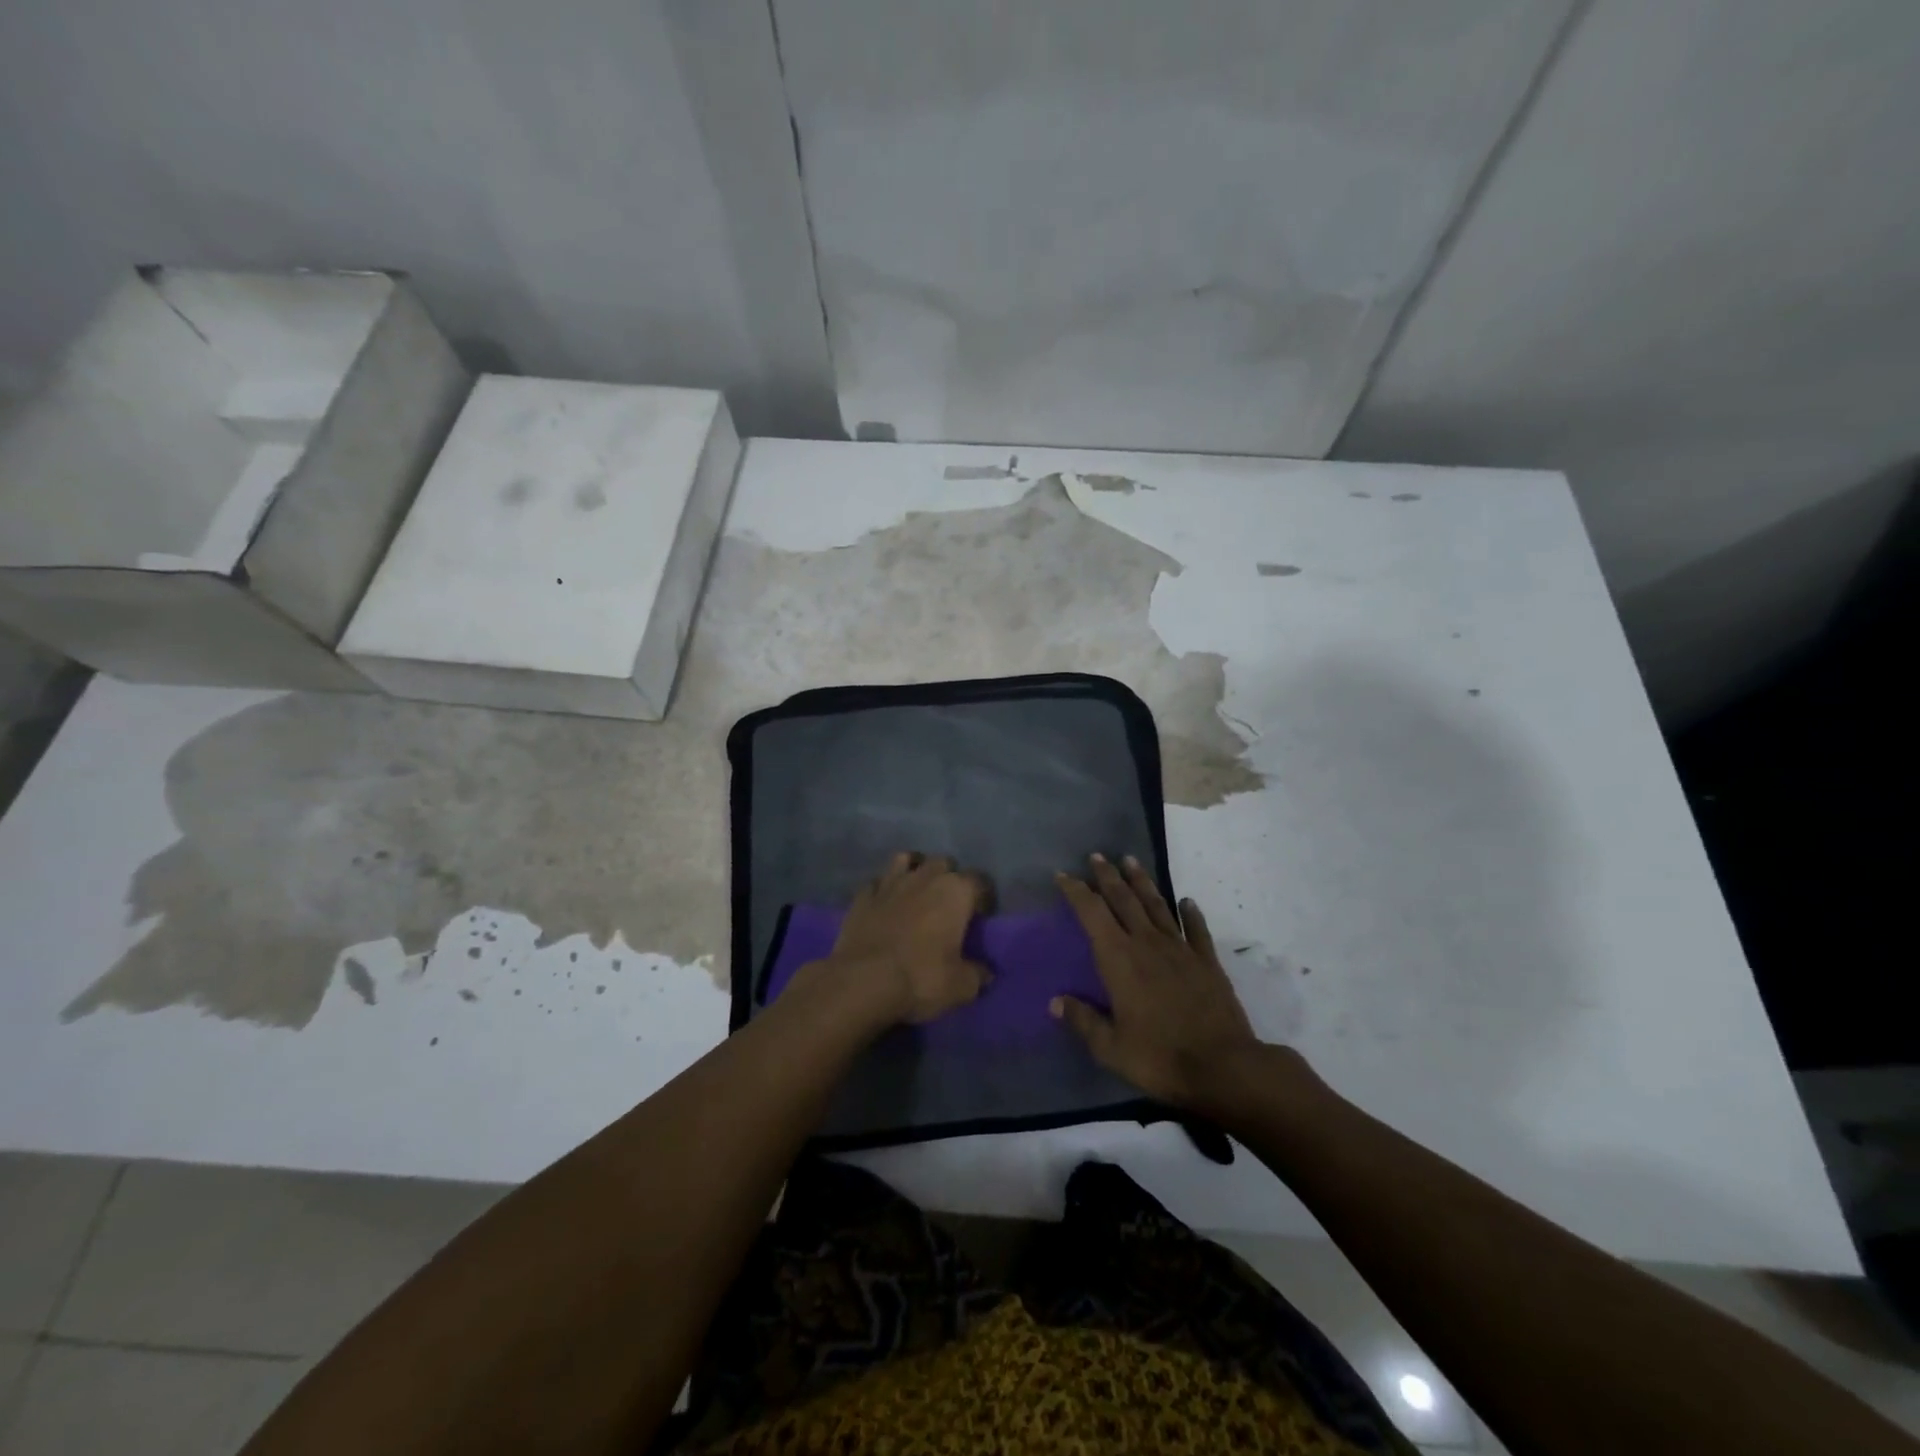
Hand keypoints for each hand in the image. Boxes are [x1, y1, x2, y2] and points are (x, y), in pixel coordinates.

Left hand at [815, 852, 990, 1025]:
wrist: (863, 981)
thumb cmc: (921, 977)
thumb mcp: (961, 986)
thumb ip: (977, 975)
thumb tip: (985, 973)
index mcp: (956, 891)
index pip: (979, 881)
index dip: (983, 897)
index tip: (980, 916)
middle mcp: (925, 877)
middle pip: (944, 863)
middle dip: (949, 878)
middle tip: (949, 904)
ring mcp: (891, 882)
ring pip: (907, 860)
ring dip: (915, 870)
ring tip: (917, 891)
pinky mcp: (863, 895)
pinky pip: (878, 882)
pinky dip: (884, 889)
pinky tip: (885, 903)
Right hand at [1051, 854, 1262, 1110]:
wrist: (1224, 1066)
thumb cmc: (1160, 1057)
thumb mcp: (1111, 1048)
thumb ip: (1083, 1021)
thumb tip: (1055, 1002)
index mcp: (1119, 959)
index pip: (1092, 913)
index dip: (1076, 891)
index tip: (1063, 875)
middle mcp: (1147, 944)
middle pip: (1124, 899)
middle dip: (1108, 876)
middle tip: (1097, 856)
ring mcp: (1180, 949)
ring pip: (1157, 906)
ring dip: (1142, 882)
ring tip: (1131, 860)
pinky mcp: (1207, 961)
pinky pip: (1196, 929)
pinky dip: (1190, 913)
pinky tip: (1187, 901)